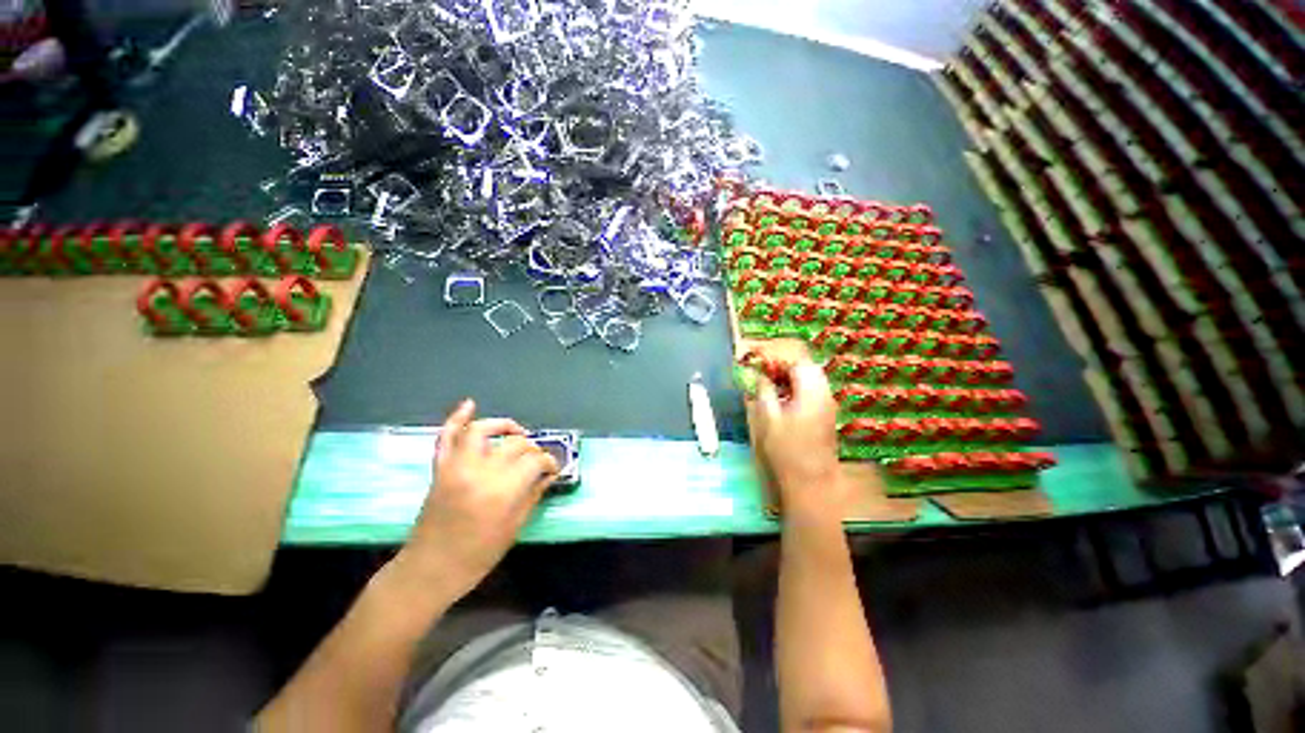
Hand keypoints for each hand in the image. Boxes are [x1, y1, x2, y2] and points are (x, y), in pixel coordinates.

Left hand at [400, 400, 558, 596]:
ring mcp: (456, 467)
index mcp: (501, 491)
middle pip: (514, 445)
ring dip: (503, 425)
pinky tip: (469, 405)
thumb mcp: (513, 529)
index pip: (534, 461)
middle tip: (538, 460)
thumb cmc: (475, 557)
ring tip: (517, 432)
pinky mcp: (440, 469)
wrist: (428, 570)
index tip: (553, 468)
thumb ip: (532, 495)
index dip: (548, 462)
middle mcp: (479, 471)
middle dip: (532, 449)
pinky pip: (446, 437)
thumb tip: (548, 475)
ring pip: (482, 431)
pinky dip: (456, 419)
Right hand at [752, 355, 843, 518]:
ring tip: (767, 383)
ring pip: (808, 377)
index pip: (796, 359)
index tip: (756, 361)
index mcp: (811, 389)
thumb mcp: (768, 417)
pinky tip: (780, 398)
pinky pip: (810, 390)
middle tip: (761, 371)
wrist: (811, 481)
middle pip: (805, 365)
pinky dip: (794, 387)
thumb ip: (764, 390)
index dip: (775, 356)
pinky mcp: (825, 413)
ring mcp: (827, 402)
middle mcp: (824, 391)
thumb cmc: (786, 449)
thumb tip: (760, 375)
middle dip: (781, 364)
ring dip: (788, 375)